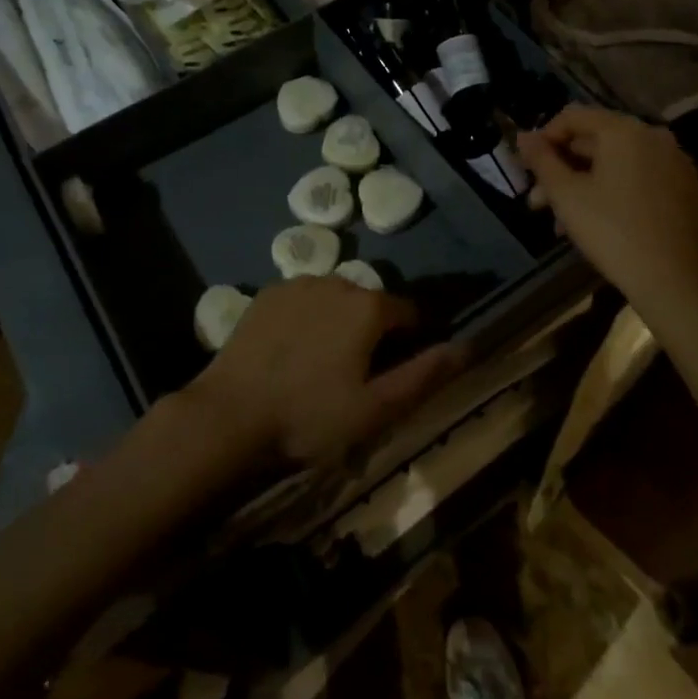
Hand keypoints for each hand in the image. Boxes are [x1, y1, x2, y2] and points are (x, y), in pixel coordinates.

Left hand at [190, 279, 458, 467]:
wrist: (230, 414)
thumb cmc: (309, 417)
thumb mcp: (376, 408)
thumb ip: (424, 375)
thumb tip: (467, 347)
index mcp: (368, 307)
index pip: (409, 313)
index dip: (410, 342)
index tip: (393, 373)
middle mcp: (337, 281)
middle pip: (370, 304)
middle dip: (372, 332)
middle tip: (355, 376)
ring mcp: (297, 284)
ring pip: (335, 299)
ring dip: (339, 322)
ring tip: (321, 364)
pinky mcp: (267, 293)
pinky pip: (303, 300)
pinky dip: (307, 318)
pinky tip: (291, 351)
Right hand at [517, 105, 697, 308]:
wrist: (672, 279)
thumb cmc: (610, 230)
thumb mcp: (565, 194)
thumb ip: (541, 160)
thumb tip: (522, 137)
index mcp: (624, 131)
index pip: (573, 116)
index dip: (544, 138)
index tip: (528, 168)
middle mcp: (654, 136)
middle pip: (596, 141)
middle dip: (563, 168)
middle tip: (539, 202)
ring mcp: (675, 163)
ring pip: (617, 163)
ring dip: (585, 184)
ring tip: (562, 222)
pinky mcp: (686, 189)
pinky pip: (640, 178)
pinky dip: (615, 191)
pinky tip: (598, 221)